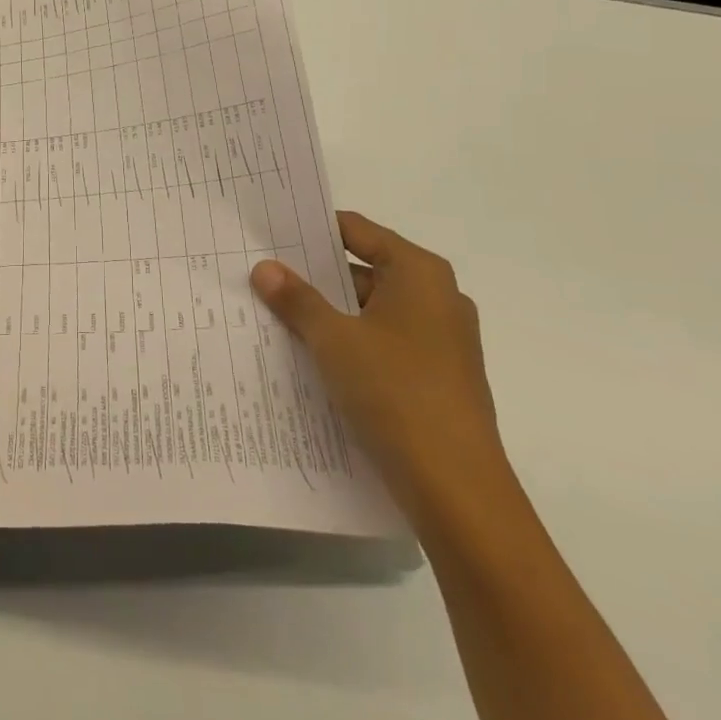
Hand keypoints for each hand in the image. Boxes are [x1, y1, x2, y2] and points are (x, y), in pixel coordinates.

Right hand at [251, 212, 507, 518]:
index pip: (357, 231)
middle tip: (263, 274)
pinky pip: (383, 343)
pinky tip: (310, 356)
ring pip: (371, 310)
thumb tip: (265, 268)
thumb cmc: (395, 392)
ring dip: (329, 313)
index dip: (313, 230)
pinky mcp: (437, 377)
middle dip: (314, 275)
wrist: (457, 489)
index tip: (271, 232)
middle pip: (364, 270)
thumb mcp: (333, 339)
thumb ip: (297, 299)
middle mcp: (437, 298)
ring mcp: (441, 340)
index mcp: (419, 273)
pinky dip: (350, 343)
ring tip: (276, 315)